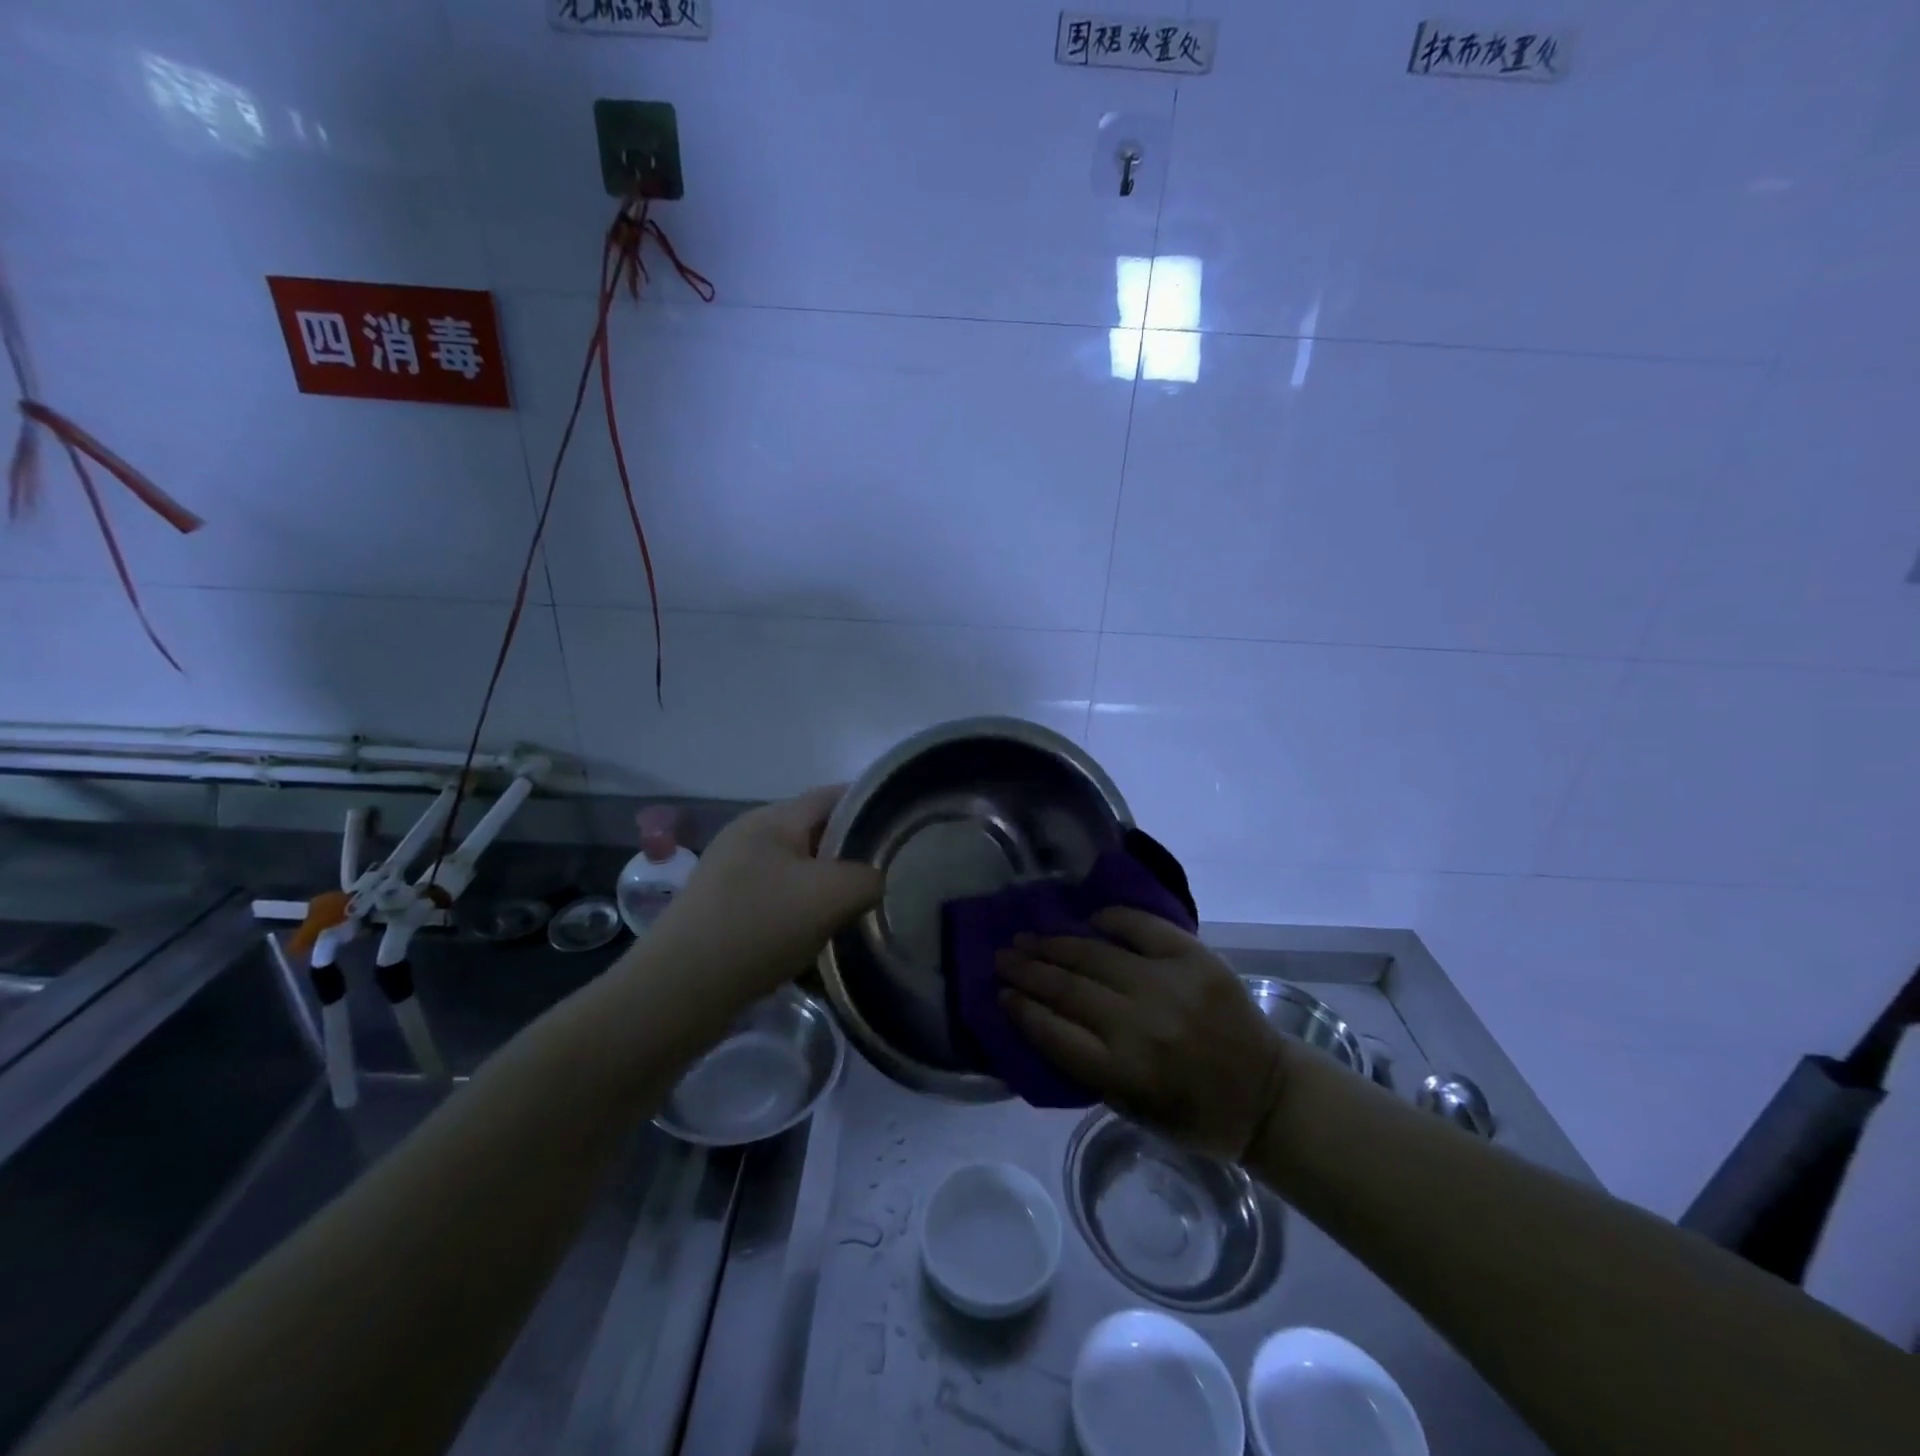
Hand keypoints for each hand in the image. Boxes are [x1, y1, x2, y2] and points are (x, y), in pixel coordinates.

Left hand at [656, 786, 883, 1001]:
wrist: (678, 992)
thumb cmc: (758, 927)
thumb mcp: (830, 895)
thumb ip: (867, 878)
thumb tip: (872, 881)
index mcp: (771, 819)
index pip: (832, 796)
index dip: (869, 805)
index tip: (901, 828)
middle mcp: (748, 837)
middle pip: (814, 834)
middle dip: (850, 854)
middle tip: (886, 878)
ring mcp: (731, 874)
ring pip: (796, 871)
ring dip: (826, 889)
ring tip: (855, 912)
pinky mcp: (723, 909)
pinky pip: (776, 900)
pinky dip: (801, 913)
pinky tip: (815, 939)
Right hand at [996, 910, 1286, 1161]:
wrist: (1267, 1094)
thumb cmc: (1194, 1114)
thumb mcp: (1132, 1109)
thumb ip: (1088, 1067)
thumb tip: (1044, 1019)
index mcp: (1125, 1072)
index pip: (1053, 1033)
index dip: (1020, 1010)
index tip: (999, 994)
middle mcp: (1141, 1025)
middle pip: (1067, 988)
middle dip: (1027, 970)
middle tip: (1001, 956)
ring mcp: (1168, 985)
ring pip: (1094, 955)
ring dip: (1054, 944)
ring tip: (1027, 936)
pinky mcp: (1194, 958)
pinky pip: (1142, 927)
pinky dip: (1112, 919)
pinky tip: (1089, 919)